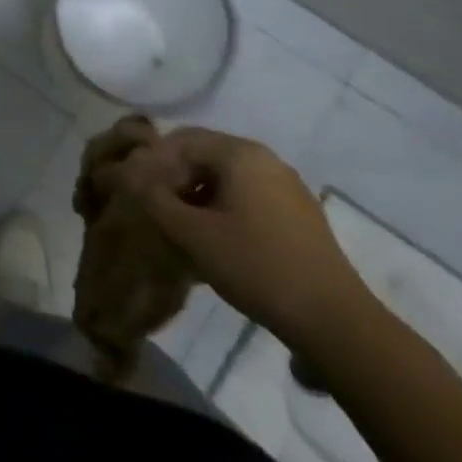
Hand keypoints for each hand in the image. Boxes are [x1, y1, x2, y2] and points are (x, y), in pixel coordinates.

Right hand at [99, 122, 373, 351]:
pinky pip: (247, 195)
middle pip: (203, 155)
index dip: (152, 162)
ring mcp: (286, 186)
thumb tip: (125, 173)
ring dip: (196, 195)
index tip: (136, 192)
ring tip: (179, 227)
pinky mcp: (298, 213)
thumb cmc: (257, 267)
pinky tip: (214, 239)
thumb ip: (153, 198)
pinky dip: (221, 207)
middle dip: (173, 178)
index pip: (181, 140)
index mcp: (240, 153)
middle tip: (154, 209)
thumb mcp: (193, 234)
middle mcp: (265, 159)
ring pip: (225, 177)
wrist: (335, 322)